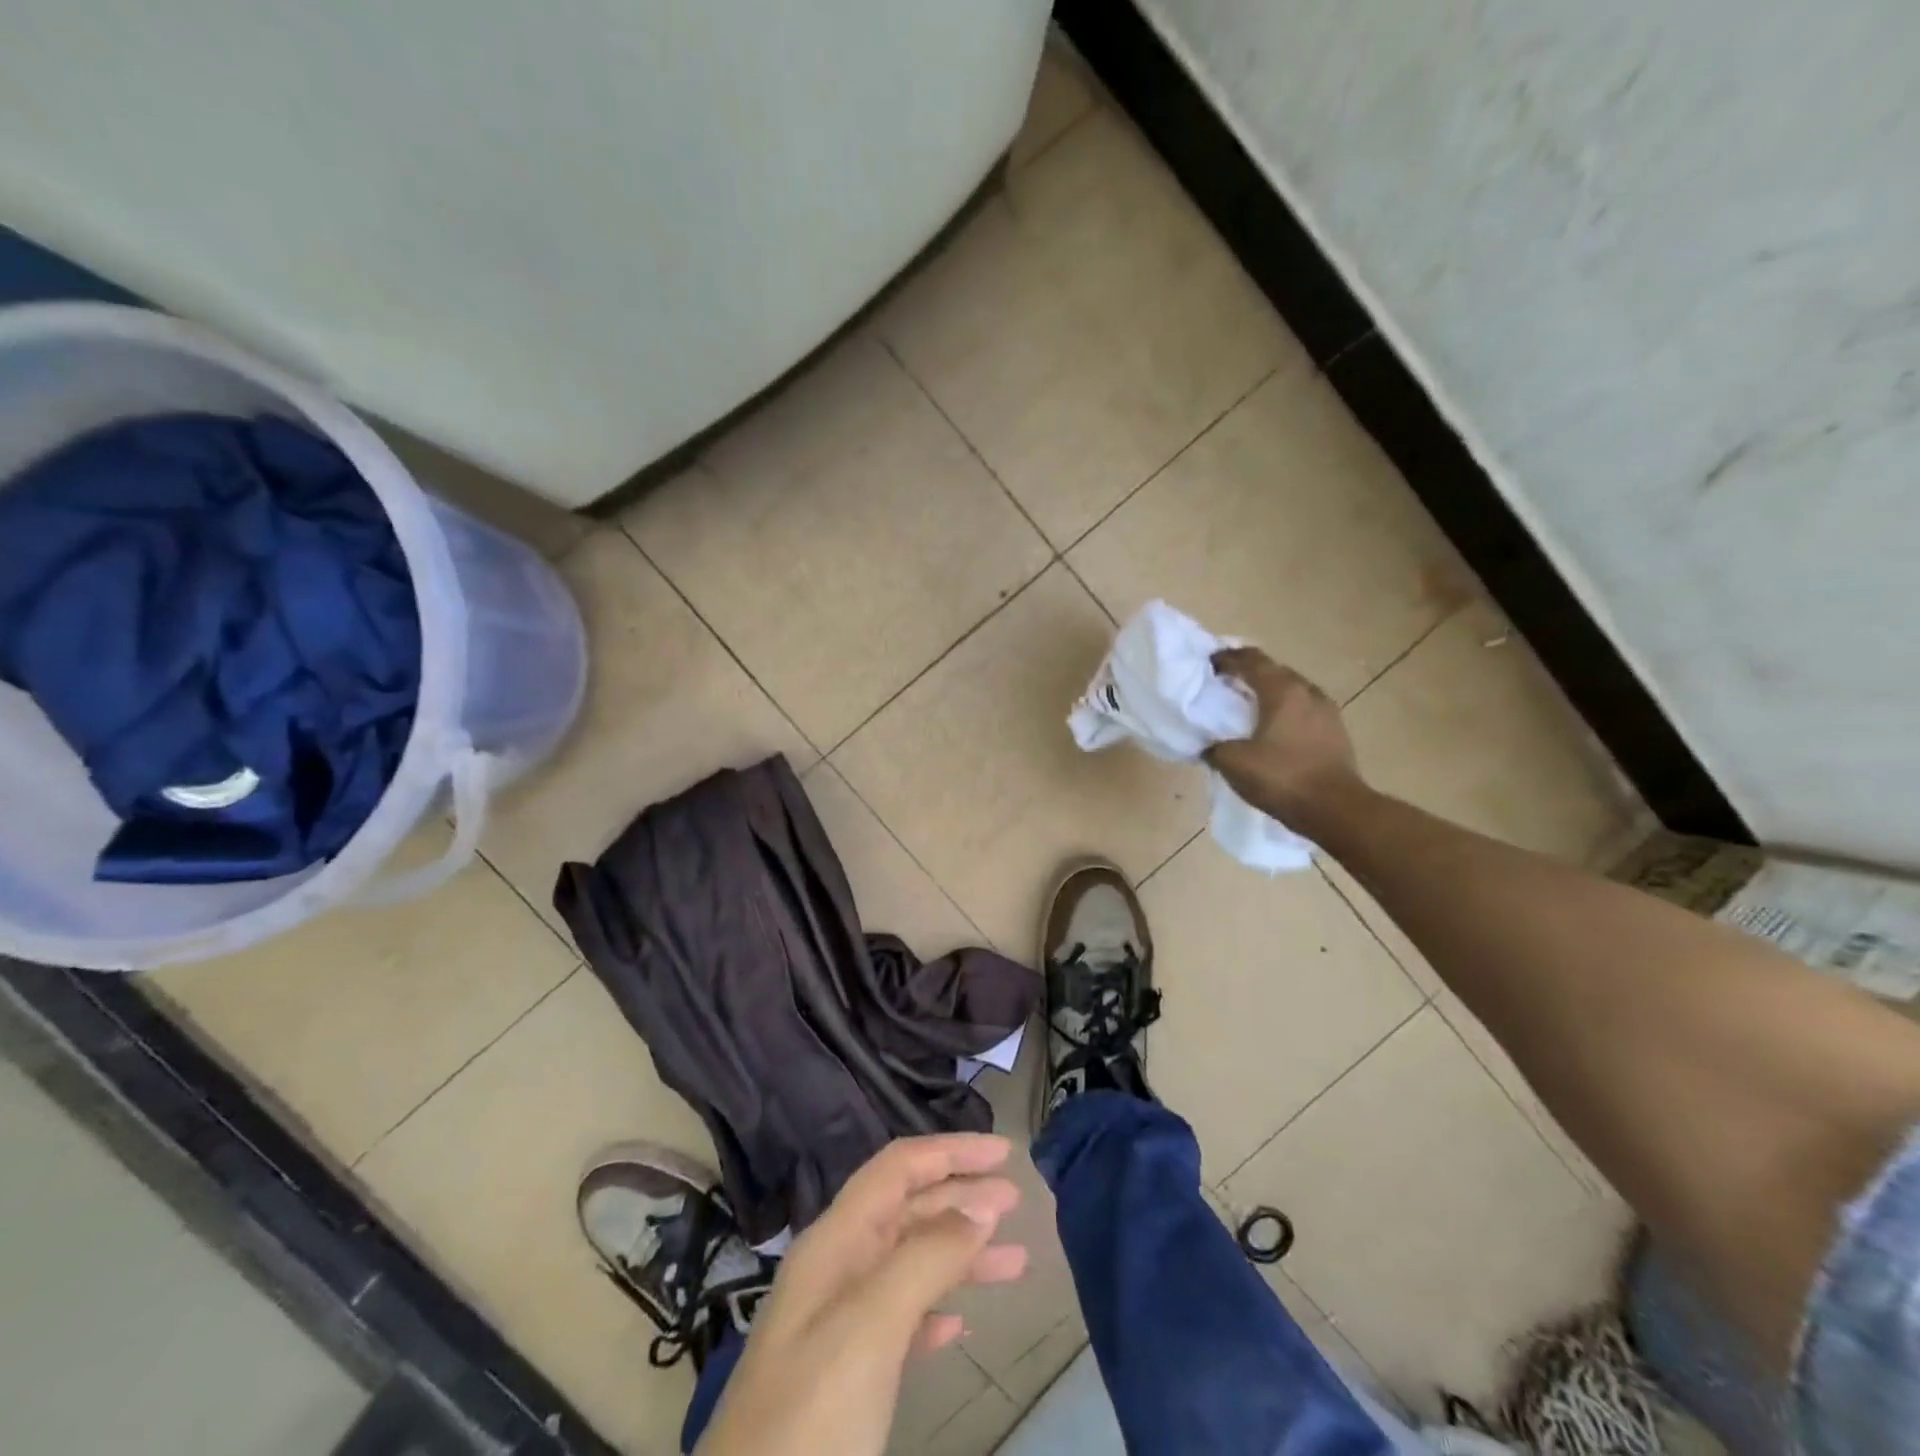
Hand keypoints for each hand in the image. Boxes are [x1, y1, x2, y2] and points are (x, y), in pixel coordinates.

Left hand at [695, 1134, 1027, 1455]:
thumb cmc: (810, 1416)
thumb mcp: (870, 1328)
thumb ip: (925, 1258)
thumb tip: (979, 1205)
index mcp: (834, 1242)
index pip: (897, 1169)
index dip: (950, 1151)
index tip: (1003, 1152)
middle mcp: (836, 1269)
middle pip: (907, 1209)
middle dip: (961, 1197)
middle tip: (1017, 1201)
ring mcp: (837, 1323)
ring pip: (910, 1263)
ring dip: (960, 1254)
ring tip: (1014, 1261)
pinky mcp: (846, 1375)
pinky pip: (901, 1318)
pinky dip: (936, 1308)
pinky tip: (960, 1325)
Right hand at [1206, 647, 1362, 827]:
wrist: (1336, 809)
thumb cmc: (1281, 778)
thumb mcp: (1233, 762)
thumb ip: (1215, 747)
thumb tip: (1210, 745)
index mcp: (1282, 691)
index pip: (1252, 660)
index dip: (1228, 658)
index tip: (1209, 664)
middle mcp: (1308, 692)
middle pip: (1275, 671)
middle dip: (1249, 673)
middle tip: (1226, 683)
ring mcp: (1327, 712)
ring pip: (1292, 690)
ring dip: (1270, 693)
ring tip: (1249, 706)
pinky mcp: (1336, 732)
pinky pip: (1304, 710)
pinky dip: (1285, 711)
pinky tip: (1273, 729)